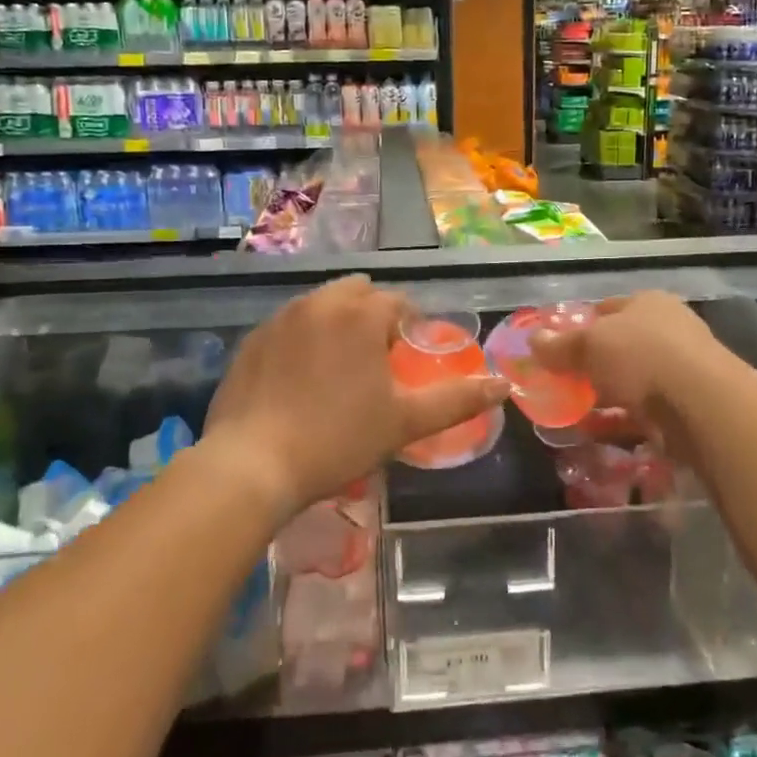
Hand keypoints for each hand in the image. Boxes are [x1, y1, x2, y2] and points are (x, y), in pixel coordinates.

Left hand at [203, 277, 509, 521]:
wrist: (252, 463)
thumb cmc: (338, 438)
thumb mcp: (404, 422)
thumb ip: (457, 399)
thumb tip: (503, 385)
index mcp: (361, 312)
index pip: (398, 303)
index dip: (409, 329)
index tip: (406, 362)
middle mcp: (320, 301)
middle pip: (358, 293)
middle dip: (372, 317)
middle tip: (375, 364)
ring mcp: (280, 317)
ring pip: (321, 306)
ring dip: (337, 324)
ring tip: (337, 371)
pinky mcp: (252, 339)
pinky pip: (289, 326)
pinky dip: (302, 340)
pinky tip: (299, 381)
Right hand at [532, 292, 726, 458]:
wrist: (701, 404)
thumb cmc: (641, 357)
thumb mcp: (589, 345)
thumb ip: (559, 345)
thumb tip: (533, 340)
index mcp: (648, 303)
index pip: (606, 309)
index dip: (579, 326)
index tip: (556, 348)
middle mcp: (668, 330)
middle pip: (619, 346)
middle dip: (591, 365)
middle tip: (562, 383)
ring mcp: (681, 369)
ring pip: (631, 381)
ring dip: (604, 396)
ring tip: (573, 412)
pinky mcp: (687, 406)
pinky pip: (643, 412)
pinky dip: (620, 421)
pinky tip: (595, 433)